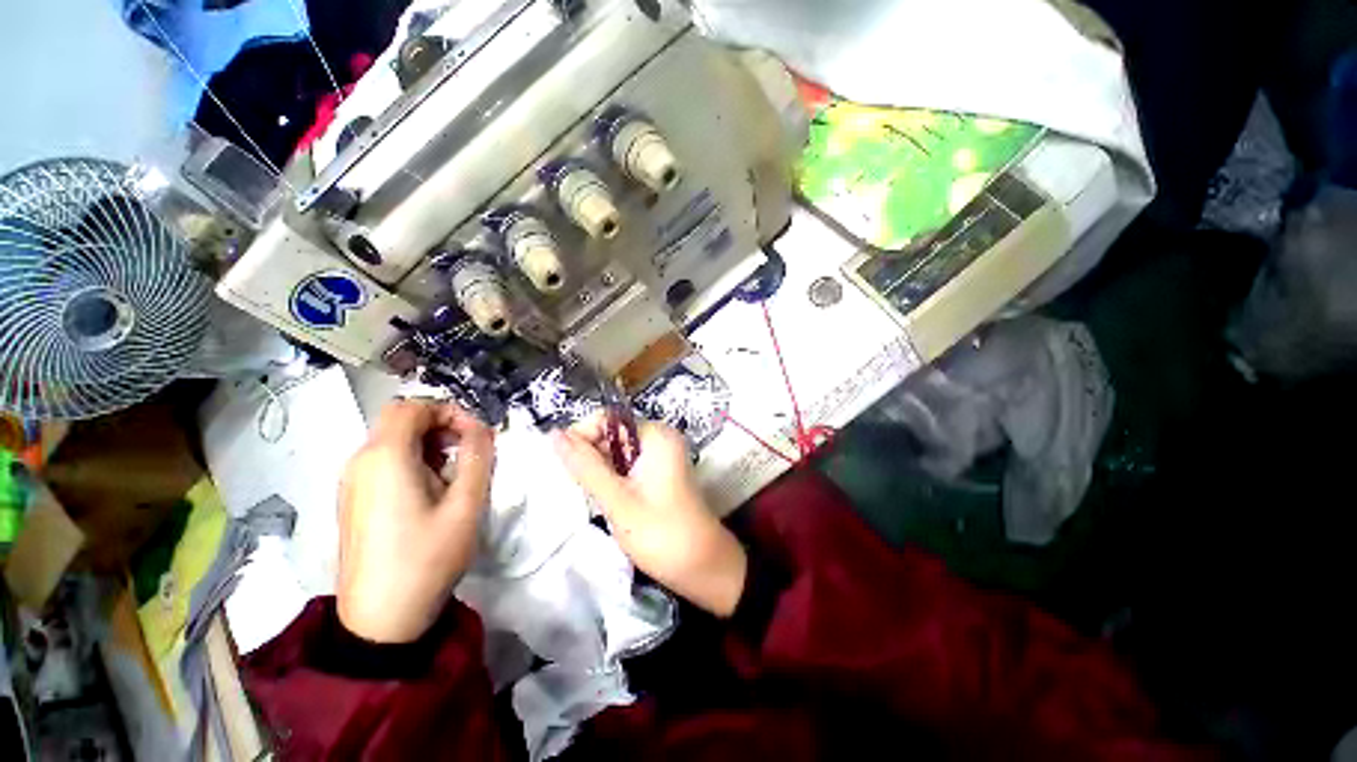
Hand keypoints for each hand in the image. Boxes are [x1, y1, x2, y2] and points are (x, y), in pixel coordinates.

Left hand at [337, 400, 493, 642]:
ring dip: (428, 444)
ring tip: (454, 474)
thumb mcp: (466, 504)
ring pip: (392, 440)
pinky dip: (412, 461)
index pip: (413, 405)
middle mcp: (360, 461)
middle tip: (469, 451)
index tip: (476, 434)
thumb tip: (482, 427)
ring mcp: (351, 481)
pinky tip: (430, 491)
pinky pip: (383, 462)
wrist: (380, 619)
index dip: (449, 410)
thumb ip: (479, 456)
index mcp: (385, 456)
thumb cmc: (427, 557)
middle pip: (400, 420)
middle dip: (440, 426)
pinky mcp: (352, 500)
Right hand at [551, 415, 745, 616]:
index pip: (608, 419)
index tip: (567, 466)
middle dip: (591, 455)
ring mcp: (662, 455)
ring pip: (617, 451)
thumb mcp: (617, 499)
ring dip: (599, 469)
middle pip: (612, 433)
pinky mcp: (660, 472)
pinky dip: (612, 477)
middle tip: (580, 487)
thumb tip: (553, 434)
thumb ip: (585, 465)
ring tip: (593, 496)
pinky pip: (627, 464)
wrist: (703, 566)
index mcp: (656, 435)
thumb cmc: (660, 533)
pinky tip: (607, 498)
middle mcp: (661, 438)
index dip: (582, 436)